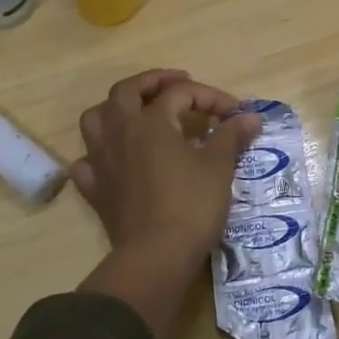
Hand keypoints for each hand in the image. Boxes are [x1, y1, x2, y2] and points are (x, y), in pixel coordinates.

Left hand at [71, 69, 261, 267]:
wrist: (156, 257)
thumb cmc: (191, 205)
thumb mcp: (218, 167)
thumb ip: (231, 136)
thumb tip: (251, 117)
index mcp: (151, 121)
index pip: (181, 93)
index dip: (211, 97)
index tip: (236, 113)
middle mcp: (120, 132)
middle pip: (127, 91)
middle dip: (153, 81)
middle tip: (178, 83)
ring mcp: (102, 161)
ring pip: (96, 119)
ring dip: (116, 109)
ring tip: (138, 112)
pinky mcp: (95, 190)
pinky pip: (87, 162)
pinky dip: (98, 154)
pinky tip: (114, 159)